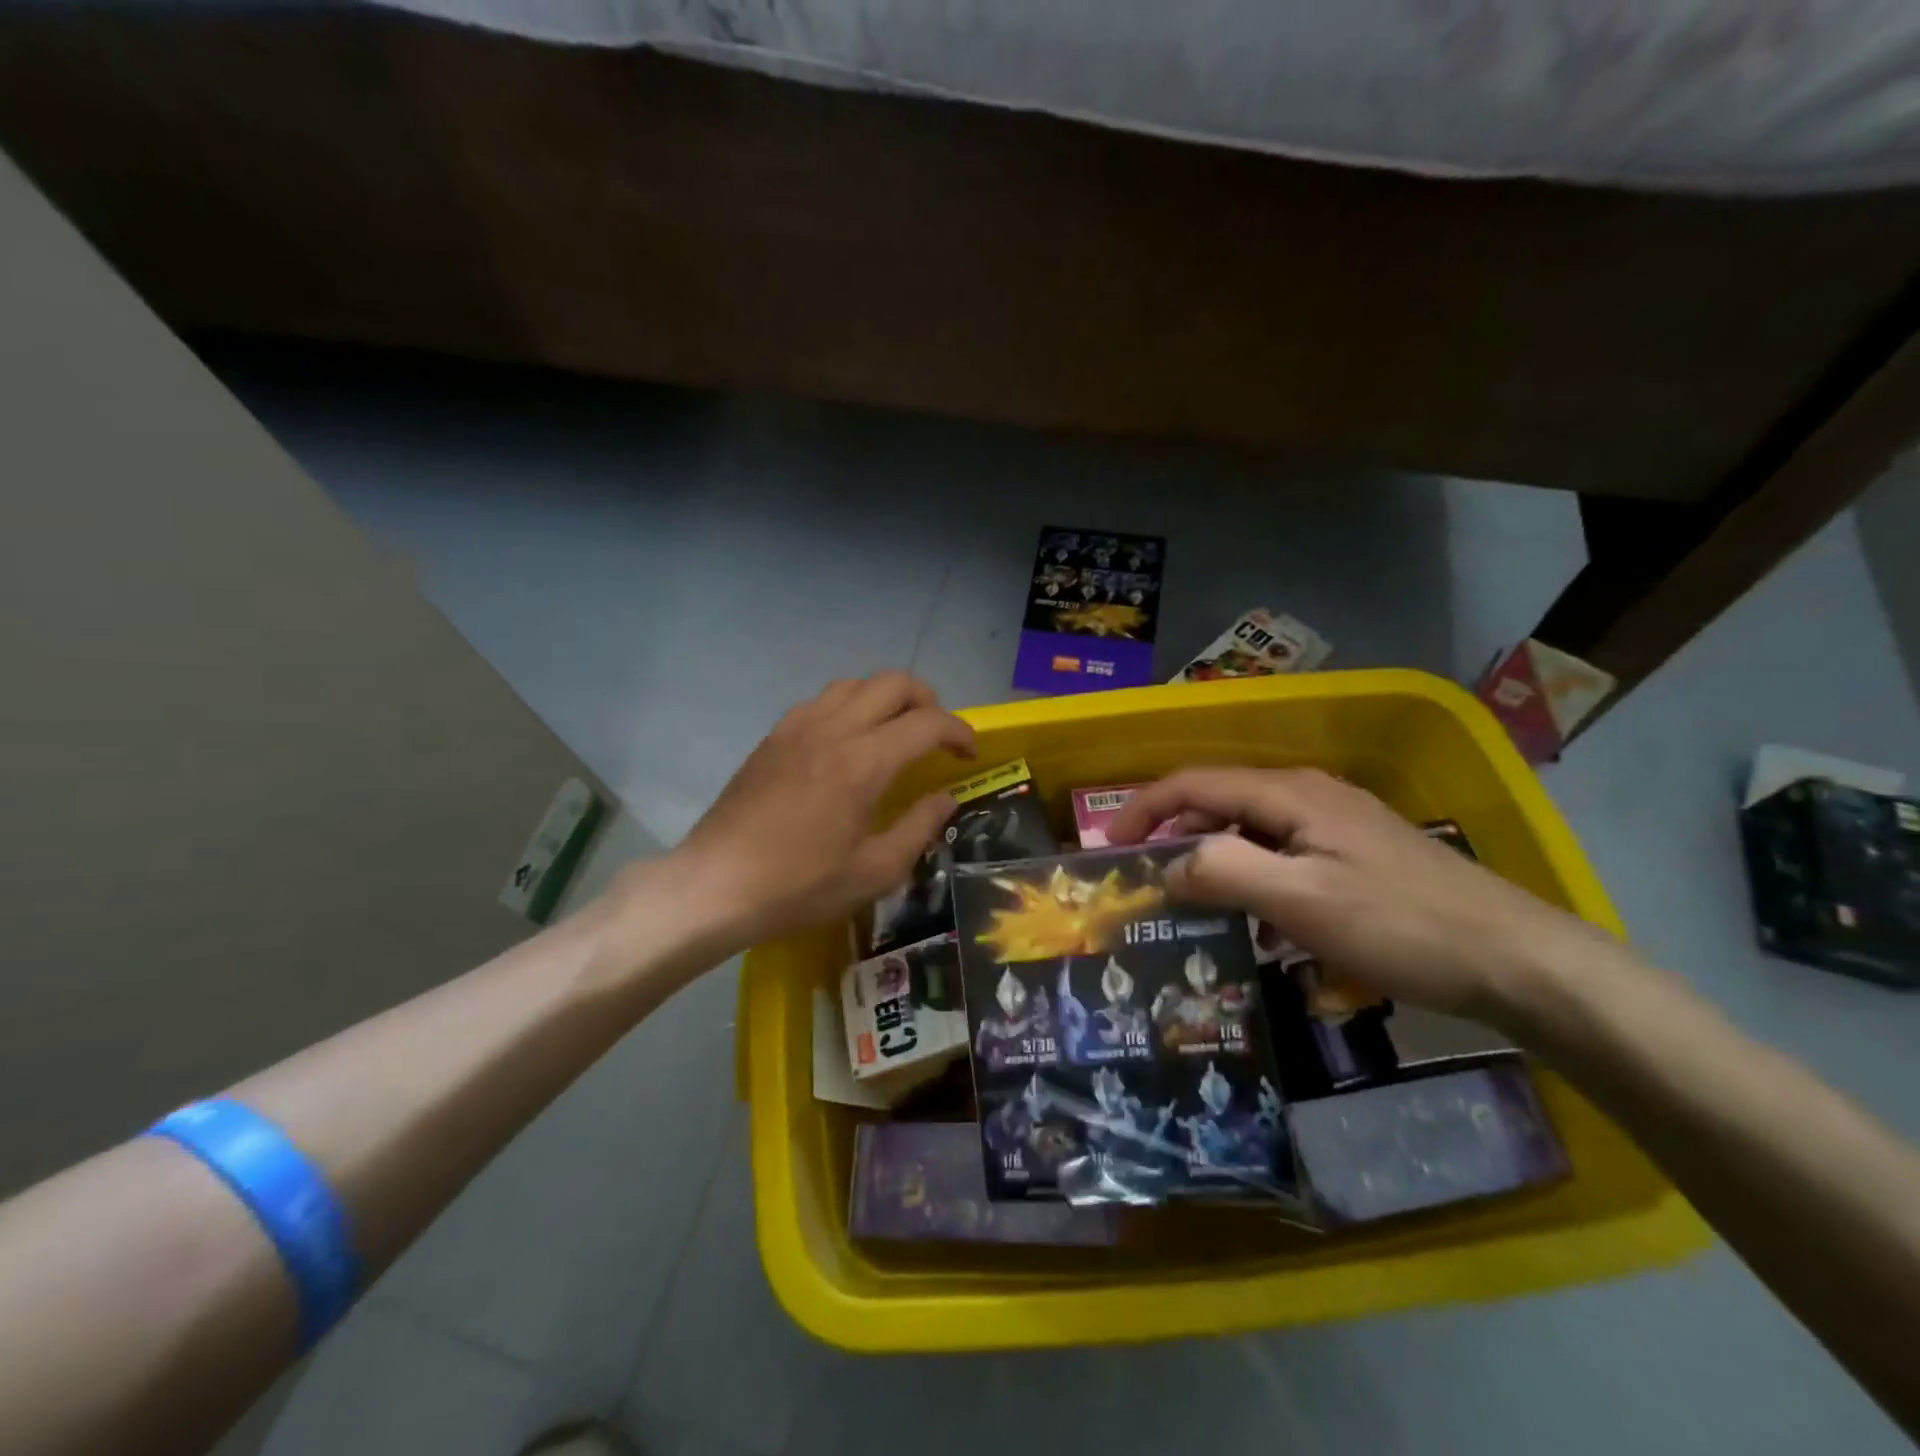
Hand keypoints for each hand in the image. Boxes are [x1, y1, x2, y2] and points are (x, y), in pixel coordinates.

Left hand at [662, 672, 975, 951]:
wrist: (716, 886)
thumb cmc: (800, 886)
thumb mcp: (875, 871)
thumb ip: (920, 827)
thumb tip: (946, 798)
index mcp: (863, 762)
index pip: (927, 722)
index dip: (959, 731)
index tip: (969, 753)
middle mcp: (833, 729)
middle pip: (893, 683)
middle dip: (927, 700)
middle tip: (936, 735)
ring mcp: (798, 727)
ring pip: (854, 684)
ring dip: (886, 698)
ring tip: (895, 731)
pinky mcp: (773, 736)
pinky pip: (821, 700)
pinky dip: (849, 706)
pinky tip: (847, 741)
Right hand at [1105, 767, 1616, 1024]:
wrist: (1517, 960)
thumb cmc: (1400, 926)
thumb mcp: (1300, 901)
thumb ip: (1223, 873)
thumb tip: (1168, 865)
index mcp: (1290, 794)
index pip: (1194, 783)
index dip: (1144, 809)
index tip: (1109, 846)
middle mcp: (1309, 795)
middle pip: (1220, 801)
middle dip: (1173, 834)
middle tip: (1142, 879)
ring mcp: (1337, 824)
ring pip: (1250, 830)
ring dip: (1212, 858)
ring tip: (1188, 902)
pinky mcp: (1356, 854)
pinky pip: (1283, 855)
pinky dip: (1252, 877)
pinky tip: (1257, 922)